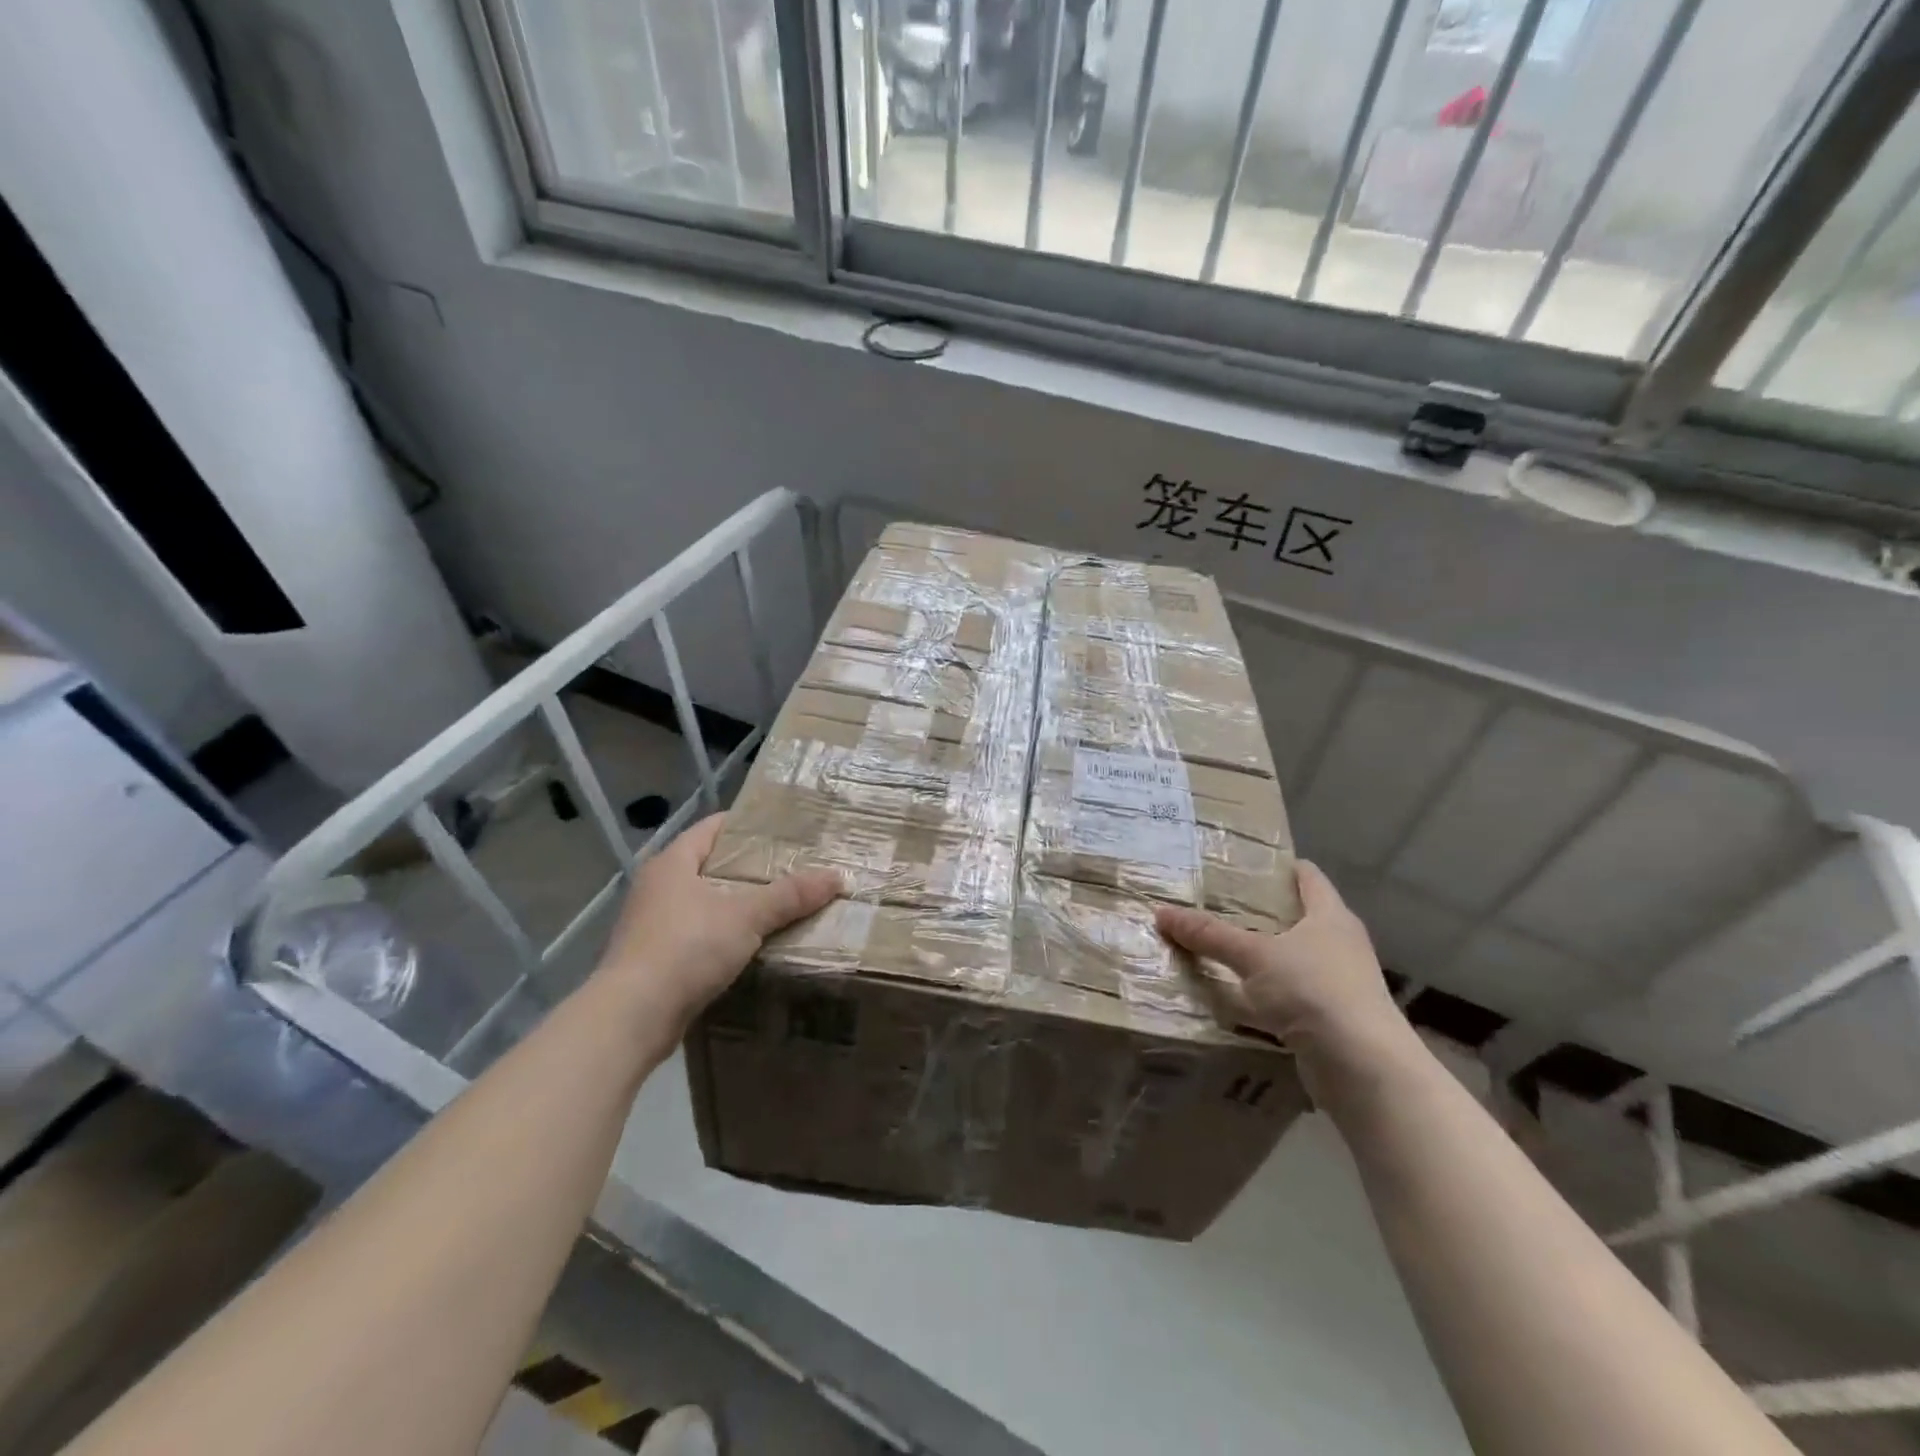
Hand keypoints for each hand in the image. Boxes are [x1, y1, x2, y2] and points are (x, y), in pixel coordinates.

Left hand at [592, 813, 841, 1038]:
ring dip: (738, 905)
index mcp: (672, 862)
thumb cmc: (685, 948)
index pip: (713, 827)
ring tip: (781, 906)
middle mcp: (657, 887)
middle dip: (750, 867)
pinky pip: (699, 935)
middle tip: (793, 868)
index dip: (748, 824)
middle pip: (711, 865)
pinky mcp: (654, 960)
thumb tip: (838, 876)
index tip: (784, 828)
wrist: (631, 1018)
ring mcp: (652, 925)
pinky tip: (753, 946)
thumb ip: (791, 895)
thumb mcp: (746, 916)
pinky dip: (725, 936)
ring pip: (705, 903)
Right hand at [1155, 861, 1414, 1080]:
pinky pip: (1287, 997)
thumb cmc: (1314, 991)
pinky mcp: (1328, 1020)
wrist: (1363, 1068)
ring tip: (1215, 947)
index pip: (1308, 877)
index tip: (1243, 862)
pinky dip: (1261, 996)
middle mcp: (1339, 945)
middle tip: (1214, 903)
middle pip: (1296, 918)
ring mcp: (1337, 984)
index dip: (1279, 866)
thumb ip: (1210, 935)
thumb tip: (1161, 912)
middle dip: (1258, 912)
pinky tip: (1231, 997)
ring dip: (1258, 957)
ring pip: (1289, 959)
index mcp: (1330, 916)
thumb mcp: (1254, 956)